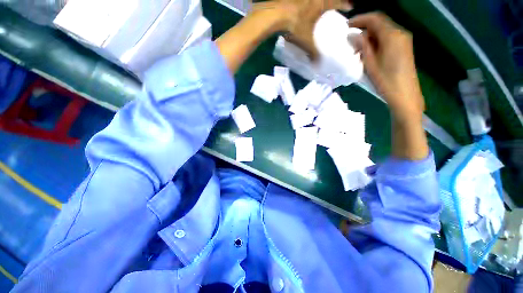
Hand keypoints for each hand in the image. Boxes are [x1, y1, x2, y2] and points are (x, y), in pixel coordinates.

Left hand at [269, 0, 352, 59]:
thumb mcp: (306, 41)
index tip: (350, 6)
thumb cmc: (295, 26)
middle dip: (330, 2)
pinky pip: (301, 2)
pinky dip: (303, 5)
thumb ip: (313, 53)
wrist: (276, 15)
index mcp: (320, 5)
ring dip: (316, 3)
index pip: (336, 3)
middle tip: (331, 7)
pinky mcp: (291, 0)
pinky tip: (300, 11)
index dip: (344, 4)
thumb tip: (318, 65)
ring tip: (316, 10)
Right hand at [349, 12, 423, 119]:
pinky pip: (388, 38)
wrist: (404, 94)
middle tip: (350, 39)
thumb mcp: (370, 64)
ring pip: (384, 31)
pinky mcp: (404, 48)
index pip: (375, 19)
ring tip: (358, 48)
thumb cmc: (385, 81)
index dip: (360, 19)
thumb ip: (362, 46)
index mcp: (392, 35)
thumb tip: (353, 35)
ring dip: (370, 35)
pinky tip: (369, 51)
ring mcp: (403, 40)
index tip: (347, 26)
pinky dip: (377, 40)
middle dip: (364, 28)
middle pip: (380, 23)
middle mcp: (400, 33)